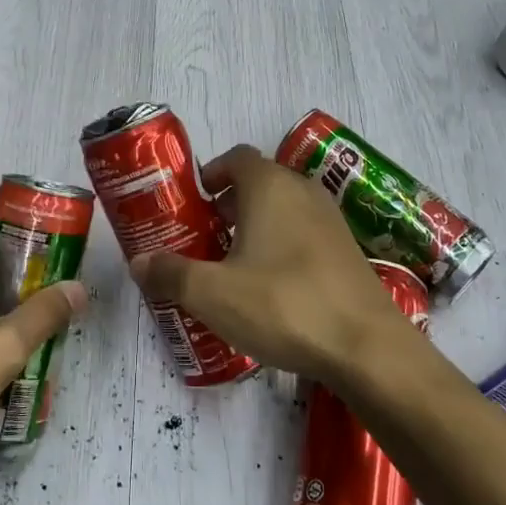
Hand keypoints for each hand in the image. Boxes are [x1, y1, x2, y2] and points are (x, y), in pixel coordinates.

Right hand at [129, 145, 415, 386]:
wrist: (367, 347)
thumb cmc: (283, 304)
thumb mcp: (212, 294)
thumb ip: (171, 273)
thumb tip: (138, 262)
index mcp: (269, 186)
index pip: (237, 157)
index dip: (212, 172)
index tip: (194, 199)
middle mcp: (303, 191)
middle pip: (261, 181)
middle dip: (230, 203)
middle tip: (205, 234)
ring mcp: (331, 220)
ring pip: (285, 208)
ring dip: (258, 225)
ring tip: (234, 262)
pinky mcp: (349, 251)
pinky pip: (306, 233)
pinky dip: (284, 244)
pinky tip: (272, 286)